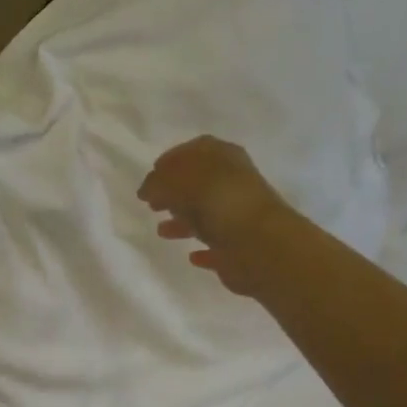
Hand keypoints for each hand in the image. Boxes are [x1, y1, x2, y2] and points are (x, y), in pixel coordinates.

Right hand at [137, 136, 290, 297]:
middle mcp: (234, 185)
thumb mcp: (181, 182)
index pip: (196, 150)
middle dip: (174, 192)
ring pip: (205, 216)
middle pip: (200, 183)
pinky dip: (203, 249)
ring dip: (183, 221)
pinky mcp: (238, 248)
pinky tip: (191, 256)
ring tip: (162, 231)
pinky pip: (216, 247)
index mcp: (225, 159)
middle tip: (151, 203)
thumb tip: (146, 189)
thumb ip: (159, 182)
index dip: (172, 160)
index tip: (151, 174)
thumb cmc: (220, 204)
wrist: (260, 246)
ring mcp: (237, 217)